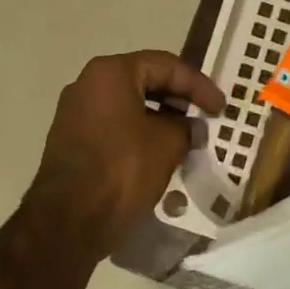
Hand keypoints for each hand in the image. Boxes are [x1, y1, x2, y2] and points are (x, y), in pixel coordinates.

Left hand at [27, 51, 225, 255]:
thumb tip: (191, 127)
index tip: (221, 107)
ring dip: (161, 118)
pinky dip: (141, 132)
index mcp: (111, 73)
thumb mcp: (168, 143)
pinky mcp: (71, 141)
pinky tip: (161, 153)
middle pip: (145, 81)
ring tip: (188, 137)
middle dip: (179, 99)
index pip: (166, 66)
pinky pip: (115, 126)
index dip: (199, 85)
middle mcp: (88, 84)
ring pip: (130, 105)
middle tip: (205, 117)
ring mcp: (75, 113)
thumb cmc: (122, 169)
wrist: (68, 222)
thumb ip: (186, 127)